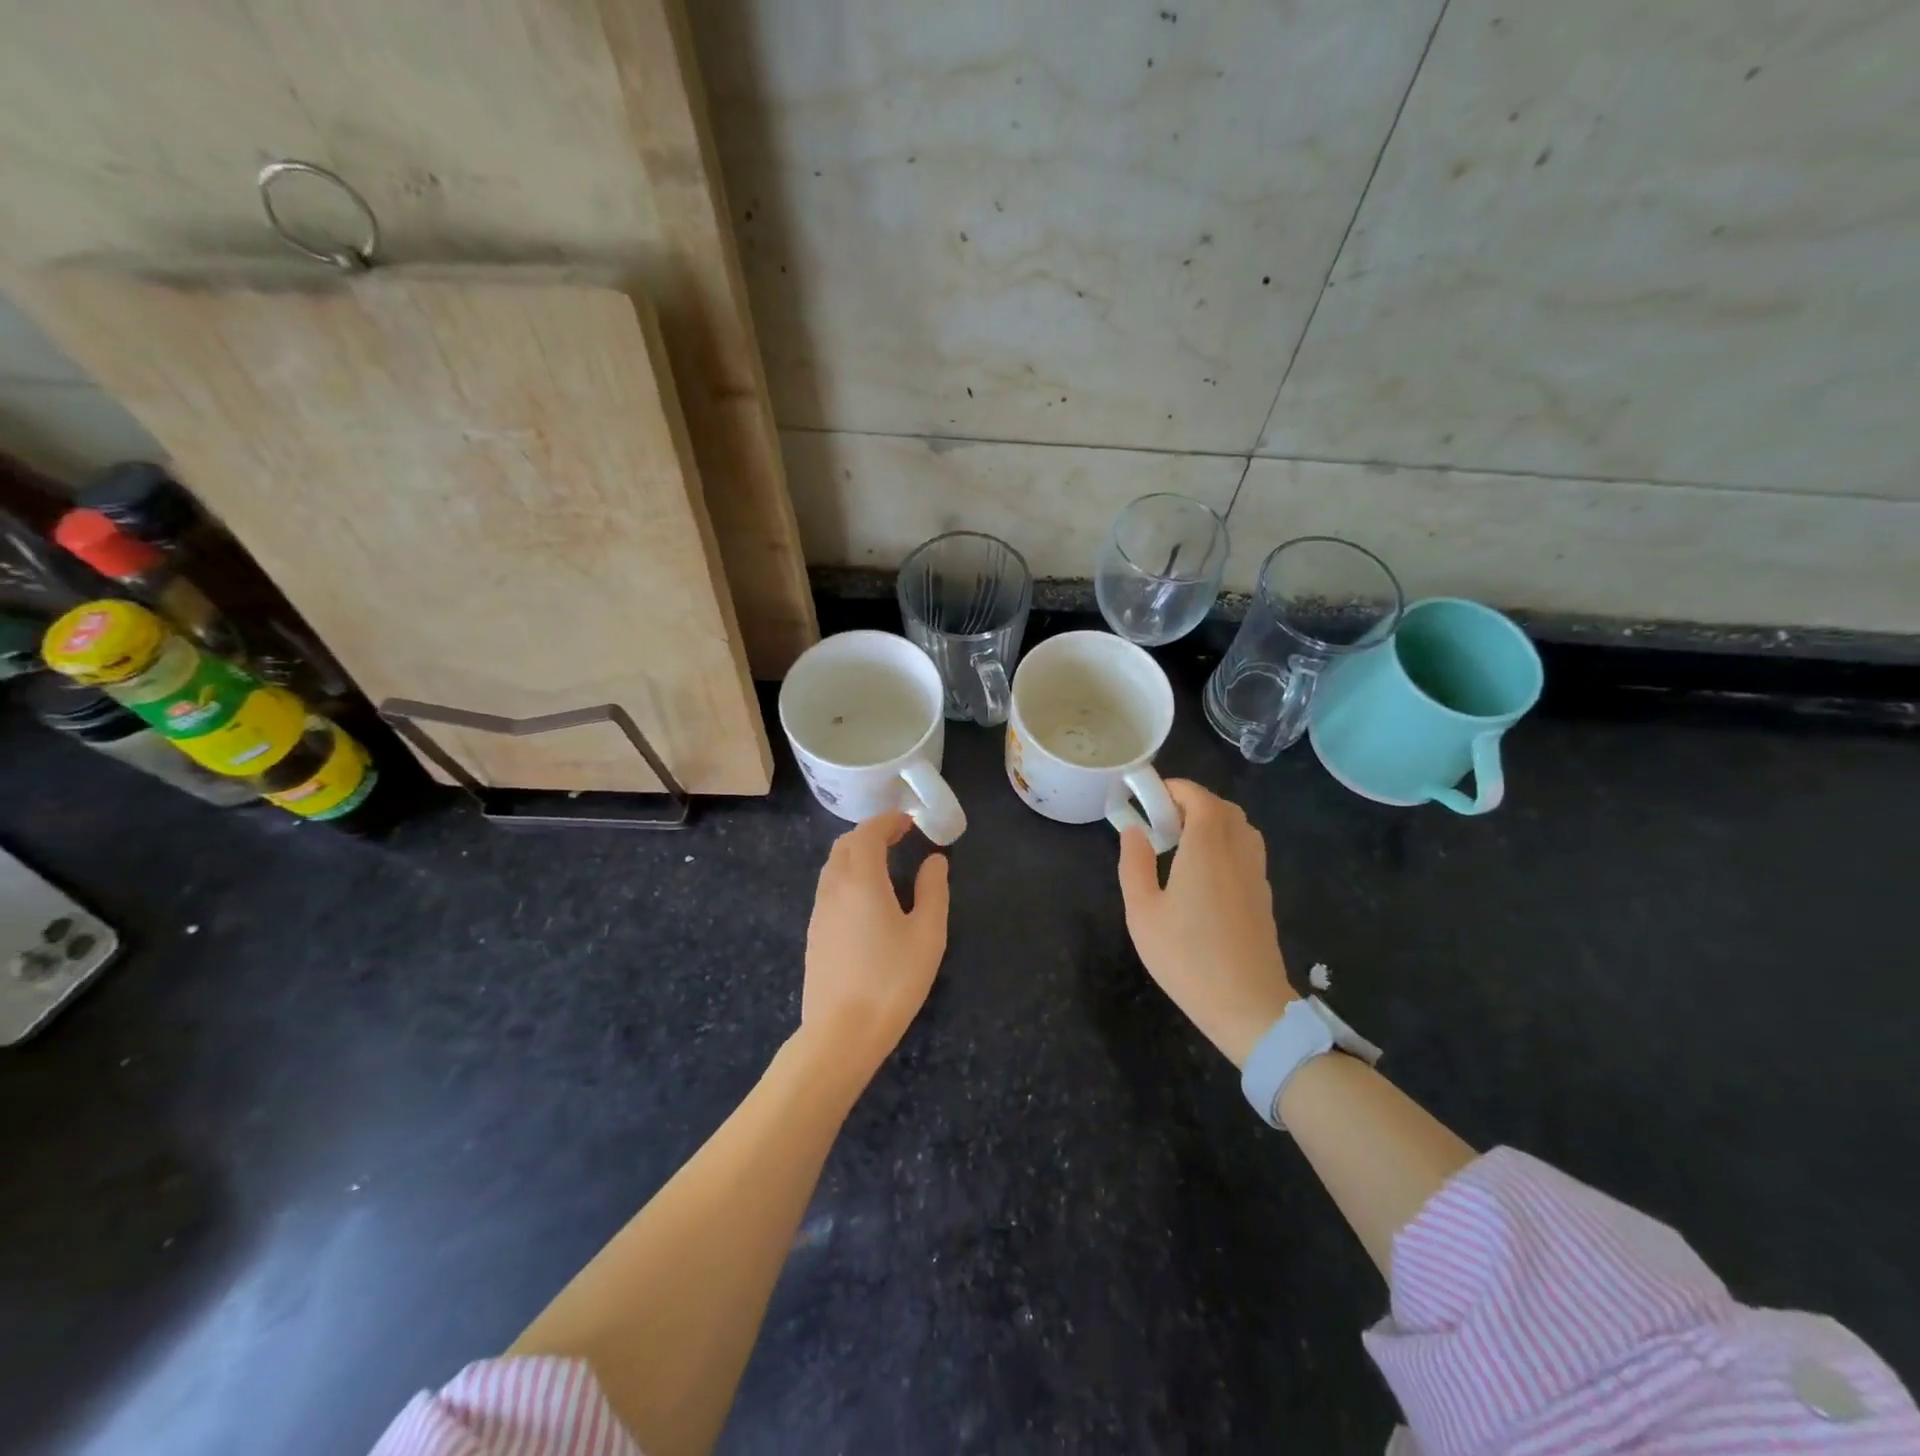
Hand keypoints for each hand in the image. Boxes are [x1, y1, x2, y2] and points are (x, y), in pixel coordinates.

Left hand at [801, 811, 949, 1087]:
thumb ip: (933, 890)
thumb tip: (935, 860)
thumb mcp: (927, 934)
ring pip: (833, 866)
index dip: (887, 822)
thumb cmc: (892, 981)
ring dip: (856, 853)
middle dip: (871, 833)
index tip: (909, 821)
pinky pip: (829, 888)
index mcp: (861, 880)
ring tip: (884, 862)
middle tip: (899, 837)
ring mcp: (819, 912)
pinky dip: (847, 875)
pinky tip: (866, 897)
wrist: (841, 1033)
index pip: (868, 834)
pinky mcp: (815, 934)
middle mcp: (834, 888)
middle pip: (845, 845)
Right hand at [1117, 780, 1296, 1067]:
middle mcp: (1237, 851)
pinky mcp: (1263, 894)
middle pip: (1222, 808)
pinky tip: (1202, 872)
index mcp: (1206, 847)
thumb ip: (1135, 863)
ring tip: (1180, 843)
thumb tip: (1134, 831)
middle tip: (1160, 820)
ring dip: (1211, 821)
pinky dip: (1225, 843)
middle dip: (1191, 802)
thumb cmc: (1187, 957)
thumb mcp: (1143, 911)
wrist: (1248, 1005)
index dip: (1174, 788)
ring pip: (1239, 828)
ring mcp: (1256, 873)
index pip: (1198, 797)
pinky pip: (1246, 850)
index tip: (1147, 796)